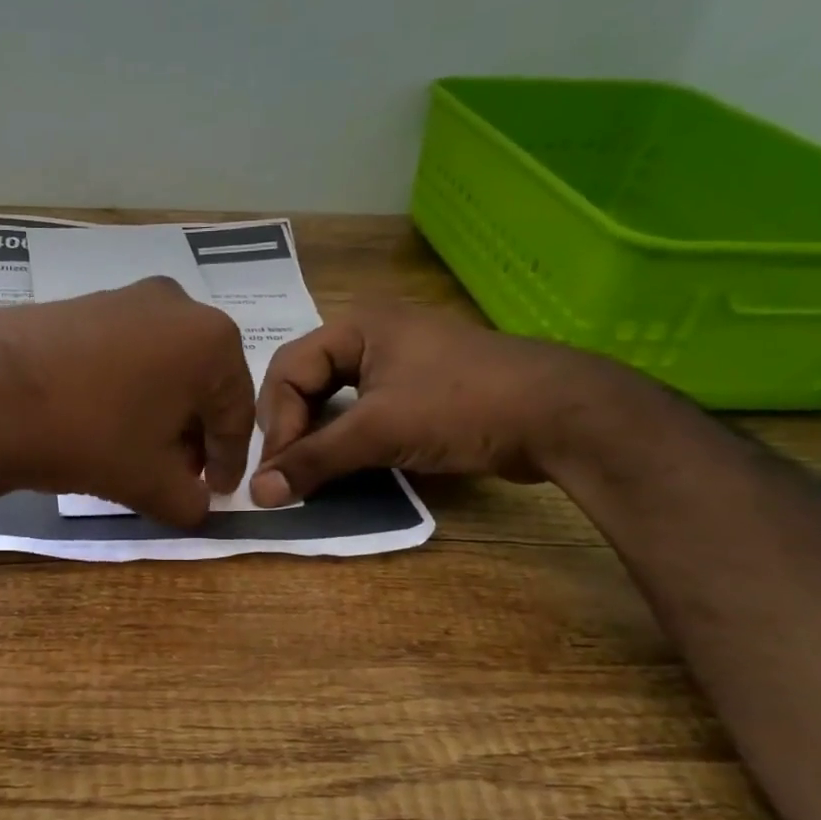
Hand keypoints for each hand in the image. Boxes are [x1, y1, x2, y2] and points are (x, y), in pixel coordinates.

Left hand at [0, 279, 254, 525]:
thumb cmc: (88, 434)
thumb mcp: (150, 481)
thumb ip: (189, 501)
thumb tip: (197, 506)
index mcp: (211, 341)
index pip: (235, 413)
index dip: (230, 461)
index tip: (218, 493)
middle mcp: (177, 305)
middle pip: (201, 385)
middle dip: (193, 436)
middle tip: (179, 476)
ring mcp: (126, 298)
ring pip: (163, 368)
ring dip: (161, 414)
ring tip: (140, 454)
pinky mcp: (84, 304)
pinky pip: (126, 353)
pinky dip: (128, 390)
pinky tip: (105, 423)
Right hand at [250, 306, 621, 504]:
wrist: (561, 416)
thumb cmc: (461, 407)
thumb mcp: (378, 432)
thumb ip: (313, 460)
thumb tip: (258, 494)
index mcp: (356, 325)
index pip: (287, 370)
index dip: (276, 422)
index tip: (277, 472)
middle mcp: (371, 334)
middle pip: (305, 382)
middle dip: (291, 427)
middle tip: (288, 472)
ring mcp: (398, 361)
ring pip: (333, 398)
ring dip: (316, 435)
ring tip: (309, 471)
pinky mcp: (419, 389)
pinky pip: (362, 410)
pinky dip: (346, 437)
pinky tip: (343, 464)